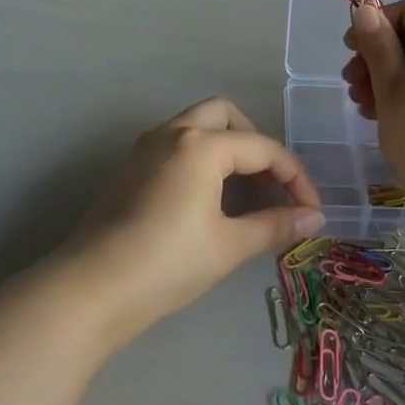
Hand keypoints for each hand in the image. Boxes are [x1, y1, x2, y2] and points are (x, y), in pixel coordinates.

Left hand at [61, 98, 323, 337]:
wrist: (90, 290)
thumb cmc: (167, 264)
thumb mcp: (229, 246)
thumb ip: (275, 225)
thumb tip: (315, 219)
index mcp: (201, 145)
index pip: (263, 148)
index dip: (295, 178)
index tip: (311, 211)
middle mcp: (172, 133)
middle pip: (225, 115)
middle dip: (256, 143)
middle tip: (270, 183)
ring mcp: (145, 148)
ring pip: (196, 126)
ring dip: (226, 147)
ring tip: (244, 192)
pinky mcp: (129, 168)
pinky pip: (175, 145)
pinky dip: (201, 158)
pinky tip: (207, 199)